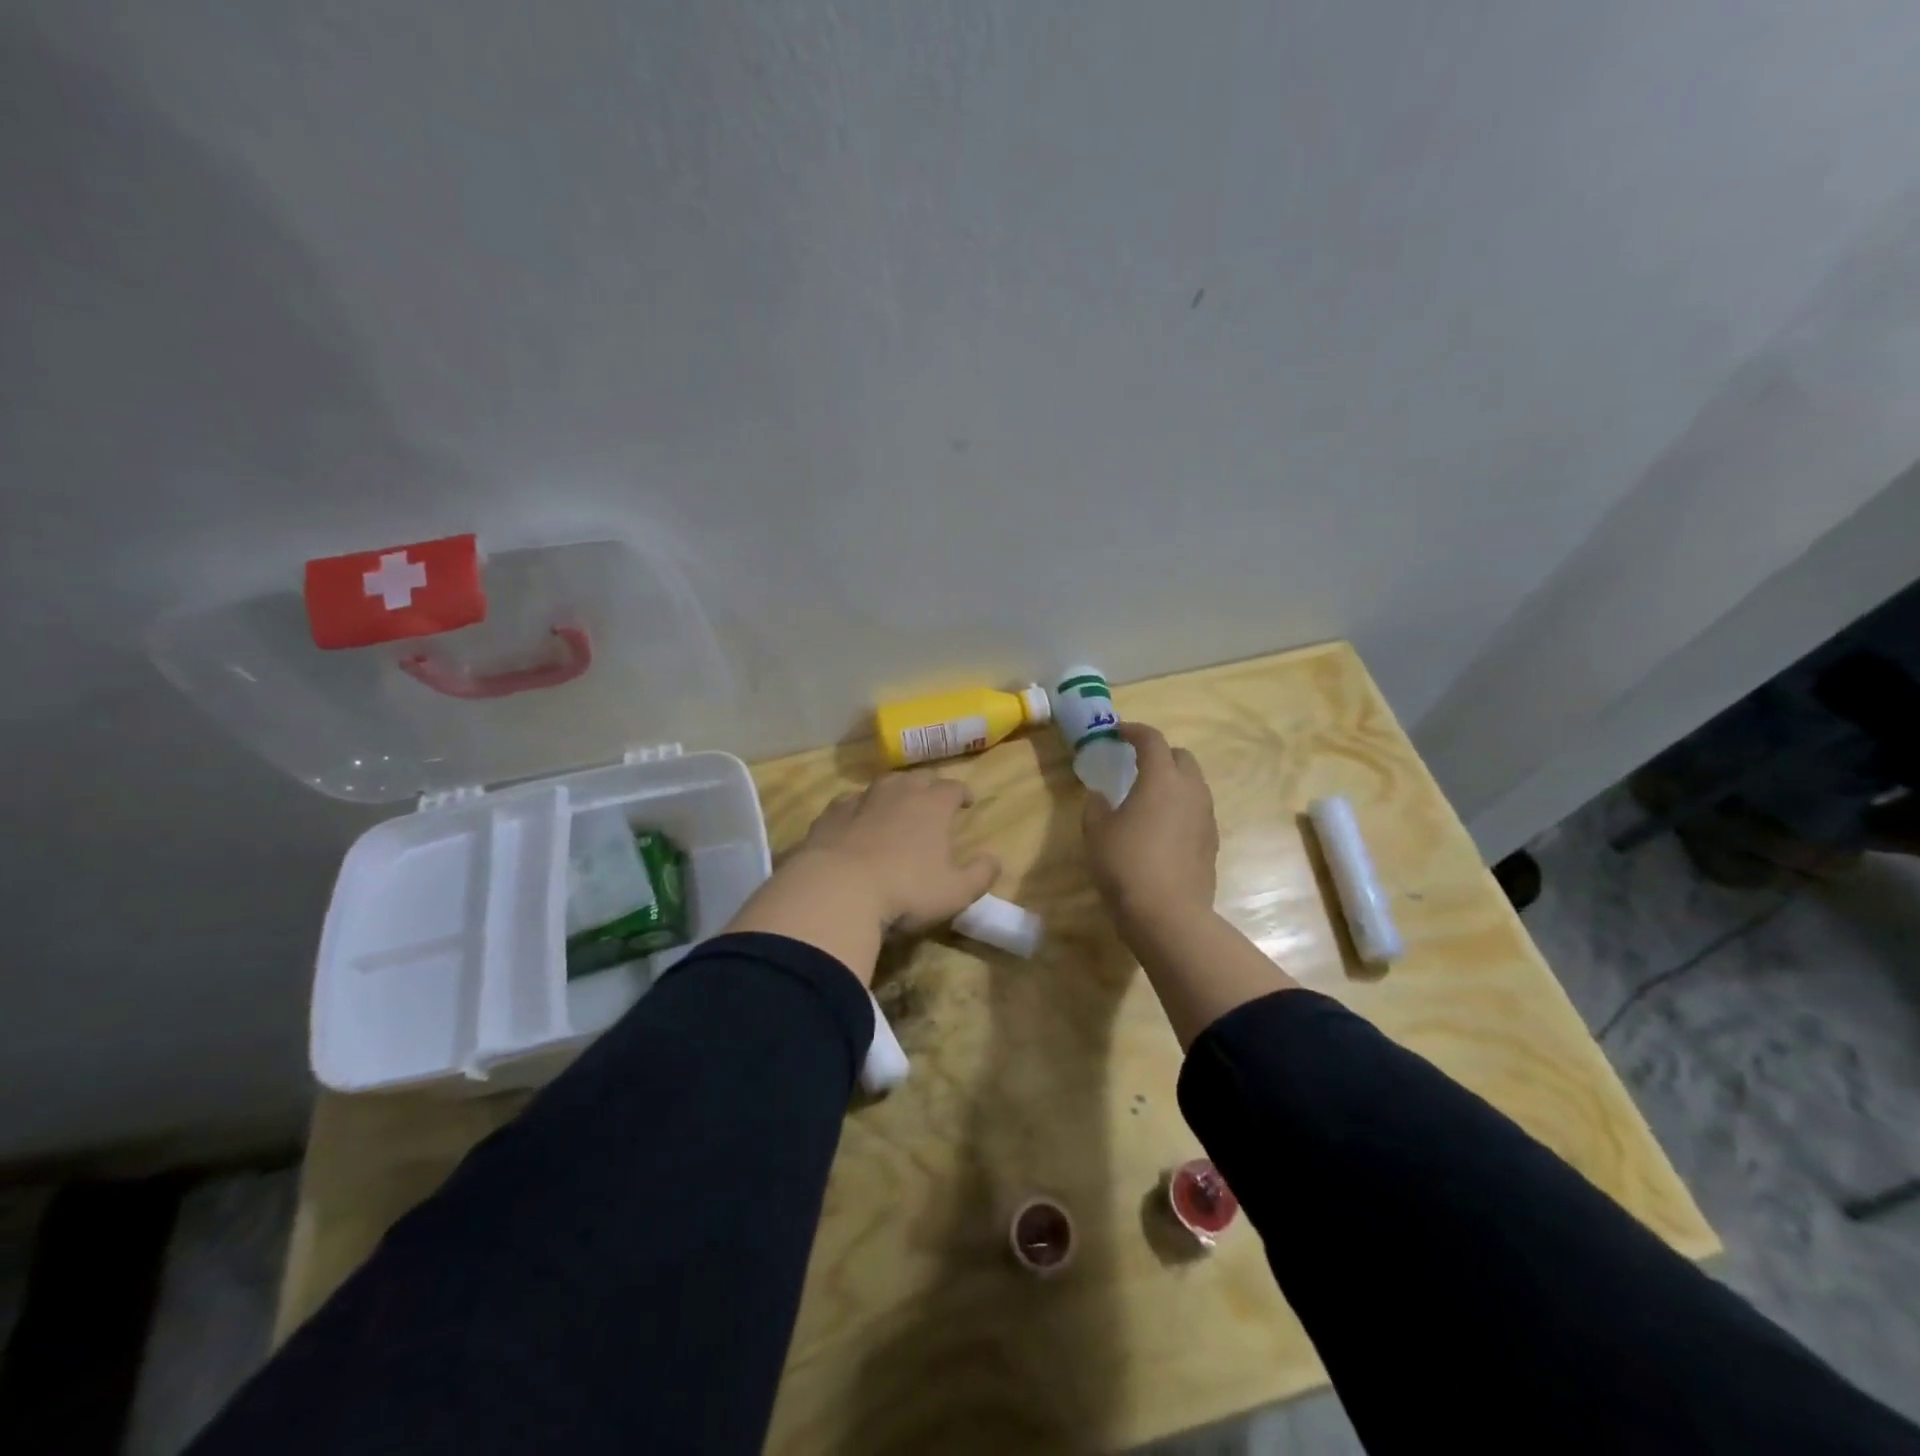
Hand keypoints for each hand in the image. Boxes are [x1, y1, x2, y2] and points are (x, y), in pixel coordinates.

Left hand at [725, 770, 999, 983]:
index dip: (962, 793)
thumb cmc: (905, 891)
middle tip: (931, 803)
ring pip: (880, 786)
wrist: (835, 891)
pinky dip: (857, 811)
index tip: (966, 803)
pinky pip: (847, 804)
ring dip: (891, 794)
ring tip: (894, 809)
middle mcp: (896, 793)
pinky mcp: (828, 816)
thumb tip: (995, 860)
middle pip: (916, 779)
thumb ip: (980, 875)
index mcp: (931, 805)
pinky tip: (854, 825)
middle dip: (927, 788)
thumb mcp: (955, 892)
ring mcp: (859, 801)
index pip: (953, 787)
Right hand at [1083, 722, 1217, 938]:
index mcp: (1161, 779)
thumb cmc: (1126, 864)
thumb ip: (1096, 806)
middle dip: (1160, 754)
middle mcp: (1190, 790)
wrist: (1168, 914)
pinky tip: (1161, 827)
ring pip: (1193, 784)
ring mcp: (1206, 816)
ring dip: (1173, 781)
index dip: (1134, 731)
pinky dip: (1180, 807)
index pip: (1152, 740)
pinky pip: (1197, 810)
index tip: (1118, 732)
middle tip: (1136, 764)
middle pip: (1181, 757)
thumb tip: (1100, 796)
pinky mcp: (1211, 841)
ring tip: (1149, 797)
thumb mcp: (1097, 832)